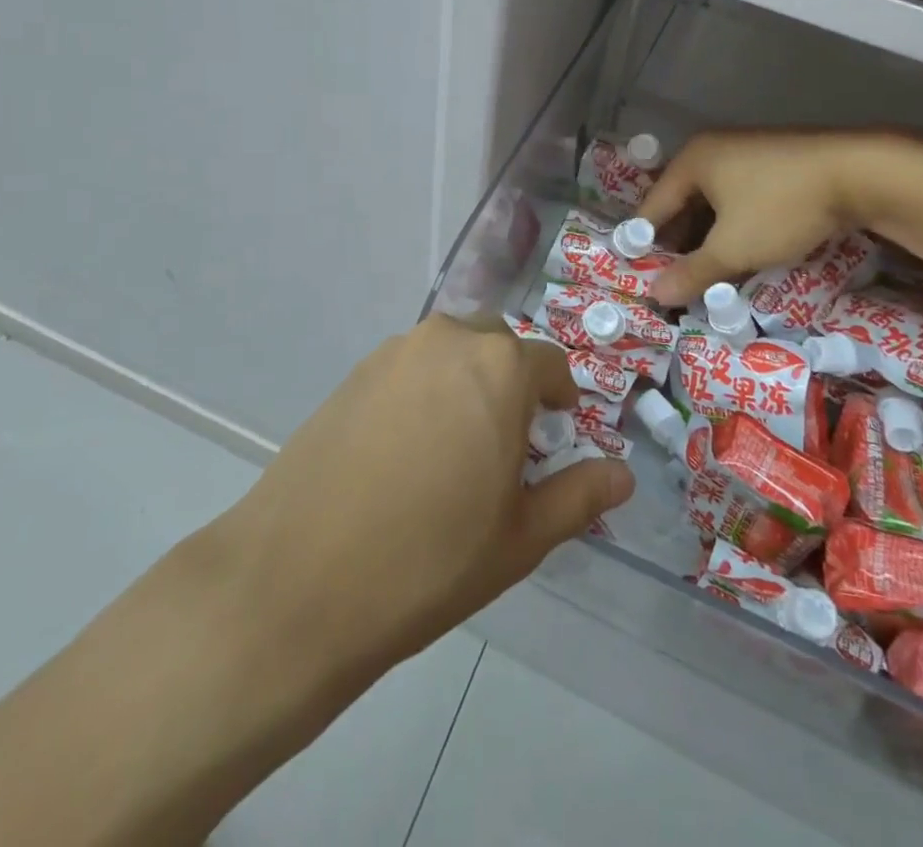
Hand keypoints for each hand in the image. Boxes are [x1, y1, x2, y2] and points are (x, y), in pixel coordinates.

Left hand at [186, 315, 634, 687]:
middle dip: (512, 384)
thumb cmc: (430, 560)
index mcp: (500, 367)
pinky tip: (404, 451)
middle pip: (499, 349)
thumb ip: (579, 496)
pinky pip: (409, 368)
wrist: (298, 581)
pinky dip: (423, 392)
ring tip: (453, 449)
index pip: (550, 365)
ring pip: (452, 353)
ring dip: (466, 383)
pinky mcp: (354, 372)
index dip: (560, 400)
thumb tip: (623, 475)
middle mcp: (449, 340)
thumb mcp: (521, 537)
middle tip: (505, 446)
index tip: (555, 435)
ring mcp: (395, 352)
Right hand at [643, 130, 906, 304]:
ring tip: (708, 272)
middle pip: (682, 202)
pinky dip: (734, 224)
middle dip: (679, 243)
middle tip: (677, 281)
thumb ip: (692, 273)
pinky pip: (739, 196)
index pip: (653, 206)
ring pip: (713, 201)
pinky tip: (743, 250)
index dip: (644, 244)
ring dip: (708, 236)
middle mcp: (713, 149)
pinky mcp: (776, 161)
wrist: (859, 172)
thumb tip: (655, 295)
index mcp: (692, 160)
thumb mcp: (733, 248)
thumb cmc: (781, 207)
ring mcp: (746, 151)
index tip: (641, 277)